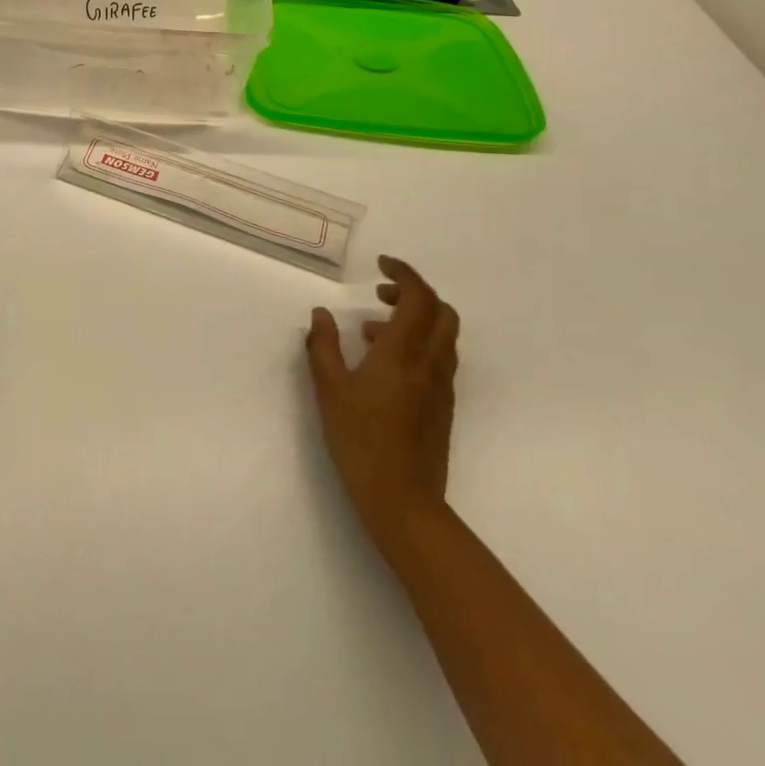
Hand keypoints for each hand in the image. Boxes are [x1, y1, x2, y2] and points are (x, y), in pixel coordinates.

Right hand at [305, 256, 458, 540]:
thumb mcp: (330, 389)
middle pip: (441, 311)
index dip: (404, 273)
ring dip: (416, 319)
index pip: (418, 297)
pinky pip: (438, 359)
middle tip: (380, 294)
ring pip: (443, 336)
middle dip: (414, 293)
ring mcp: (441, 387)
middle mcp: (430, 363)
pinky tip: (384, 365)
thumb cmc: (361, 440)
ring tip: (371, 330)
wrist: (404, 502)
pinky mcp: (442, 407)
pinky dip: (417, 344)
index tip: (381, 264)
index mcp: (403, 353)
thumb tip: (321, 314)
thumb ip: (323, 346)